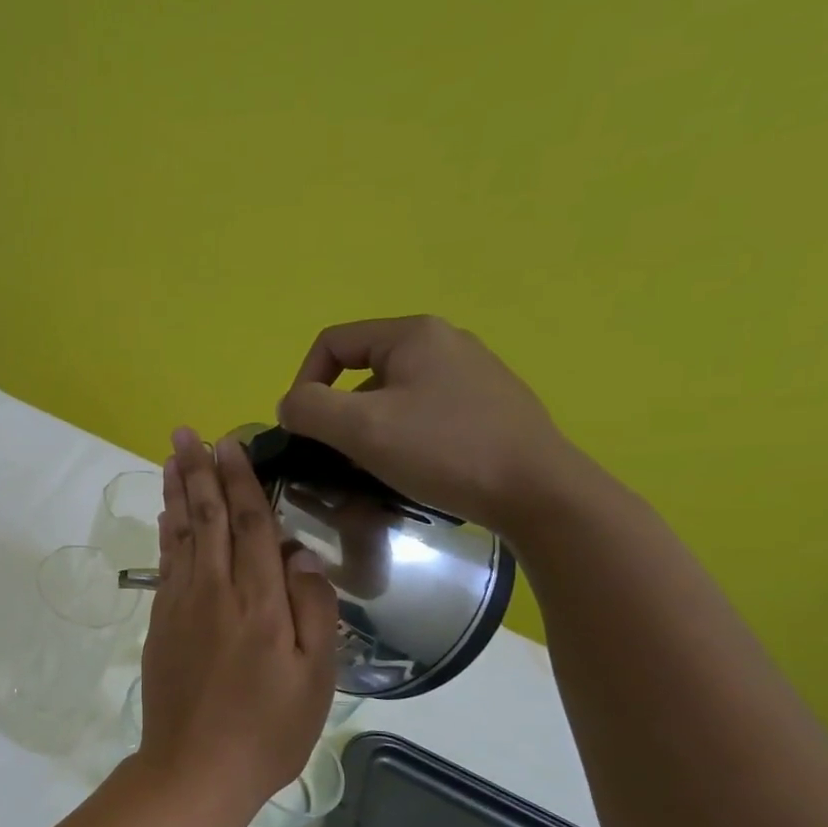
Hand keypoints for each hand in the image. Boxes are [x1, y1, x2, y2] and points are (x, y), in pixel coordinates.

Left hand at [137, 428, 338, 807]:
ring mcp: (181, 605)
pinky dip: (166, 533)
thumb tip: (301, 556)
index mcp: (259, 602)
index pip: (250, 525)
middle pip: (208, 518)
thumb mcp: (316, 680)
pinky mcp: (161, 623)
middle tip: (186, 432)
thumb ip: (313, 611)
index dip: (240, 481)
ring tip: (172, 458)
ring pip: (181, 535)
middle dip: (198, 472)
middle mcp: (214, 592)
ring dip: (177, 492)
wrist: (195, 769)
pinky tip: (167, 516)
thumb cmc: (267, 730)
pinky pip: (166, 564)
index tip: (229, 444)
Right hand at [277, 315, 581, 534]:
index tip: (302, 428)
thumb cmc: (443, 450)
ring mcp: (471, 373)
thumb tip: (289, 405)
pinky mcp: (487, 405)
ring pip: (392, 394)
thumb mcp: (362, 428)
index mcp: (413, 334)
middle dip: (339, 411)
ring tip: (372, 467)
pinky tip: (410, 468)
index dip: (304, 382)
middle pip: (362, 369)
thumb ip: (310, 409)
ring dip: (368, 427)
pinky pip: (422, 411)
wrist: (538, 492)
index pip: (332, 343)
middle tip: (337, 454)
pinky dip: (401, 435)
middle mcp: (444, 342)